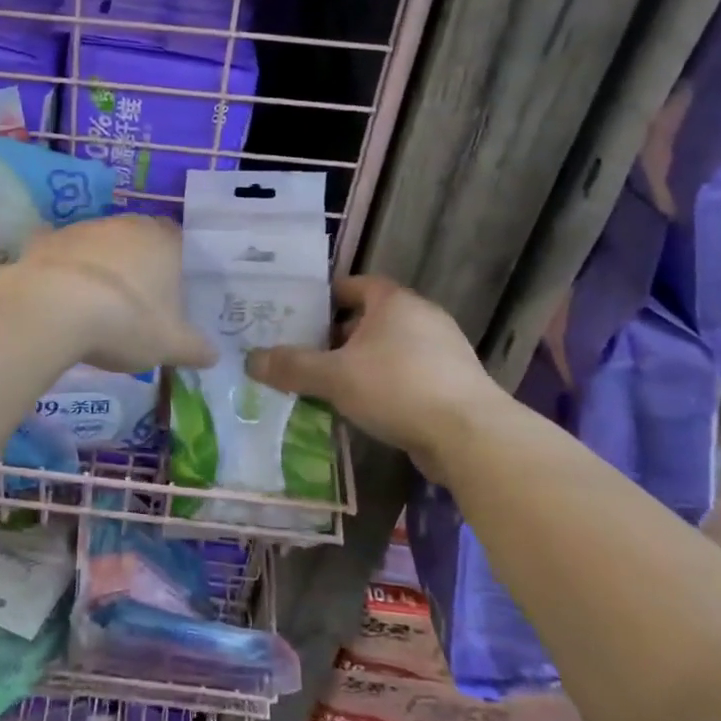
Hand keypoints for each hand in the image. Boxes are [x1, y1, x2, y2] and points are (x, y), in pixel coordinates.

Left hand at [14, 215, 216, 373]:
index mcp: (163, 241)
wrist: (53, 309)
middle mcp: (125, 225)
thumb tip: (213, 355)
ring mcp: (83, 229)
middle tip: (136, 299)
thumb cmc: (126, 322)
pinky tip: (60, 296)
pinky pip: (61, 255)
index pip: (178, 240)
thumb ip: (194, 348)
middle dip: (137, 263)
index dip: (175, 263)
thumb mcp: (169, 345)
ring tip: (96, 303)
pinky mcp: (46, 240)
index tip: (171, 289)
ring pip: (99, 244)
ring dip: (100, 266)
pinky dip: (64, 270)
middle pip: (137, 238)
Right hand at [246, 276, 501, 467]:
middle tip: (308, 353)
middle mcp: (422, 317)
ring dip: (362, 363)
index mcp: (395, 302)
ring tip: (331, 384)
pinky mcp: (454, 384)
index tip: (301, 314)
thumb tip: (250, 359)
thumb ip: (291, 366)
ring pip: (391, 349)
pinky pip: (408, 375)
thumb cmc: (396, 388)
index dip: (327, 296)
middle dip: (339, 335)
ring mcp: (444, 351)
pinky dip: (386, 385)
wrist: (470, 436)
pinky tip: (367, 408)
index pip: (355, 284)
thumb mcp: (334, 377)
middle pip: (371, 318)